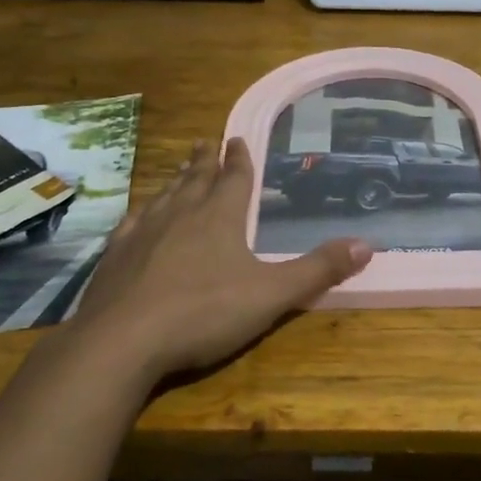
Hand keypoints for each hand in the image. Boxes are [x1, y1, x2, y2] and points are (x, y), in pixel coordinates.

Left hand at [54, 137, 370, 387]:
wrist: (122, 342)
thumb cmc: (203, 313)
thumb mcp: (271, 295)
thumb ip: (317, 270)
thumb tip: (366, 244)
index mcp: (219, 218)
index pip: (234, 179)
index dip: (239, 159)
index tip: (237, 138)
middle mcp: (180, 214)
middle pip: (196, 179)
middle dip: (205, 160)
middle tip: (207, 141)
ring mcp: (143, 233)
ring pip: (164, 196)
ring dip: (176, 179)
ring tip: (181, 168)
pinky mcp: (114, 256)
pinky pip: (132, 222)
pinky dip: (141, 211)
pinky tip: (138, 215)